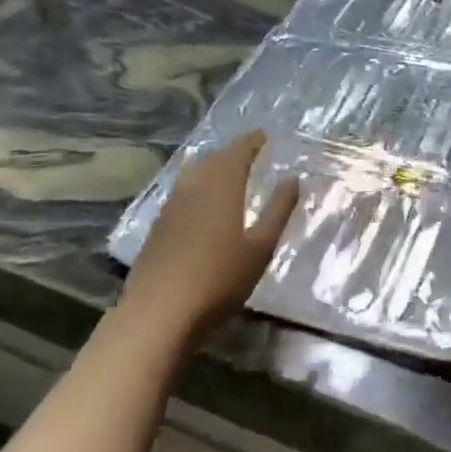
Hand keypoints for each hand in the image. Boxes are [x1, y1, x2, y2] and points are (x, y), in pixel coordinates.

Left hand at [119, 132, 298, 351]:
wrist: (158, 315)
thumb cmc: (219, 280)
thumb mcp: (260, 248)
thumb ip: (278, 210)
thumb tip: (292, 179)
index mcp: (222, 186)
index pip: (239, 151)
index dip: (253, 141)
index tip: (265, 136)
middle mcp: (194, 187)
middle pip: (214, 158)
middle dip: (233, 151)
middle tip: (251, 153)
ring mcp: (171, 206)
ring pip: (194, 173)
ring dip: (213, 166)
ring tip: (228, 172)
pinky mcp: (158, 226)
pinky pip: (182, 191)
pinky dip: (197, 185)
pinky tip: (201, 202)